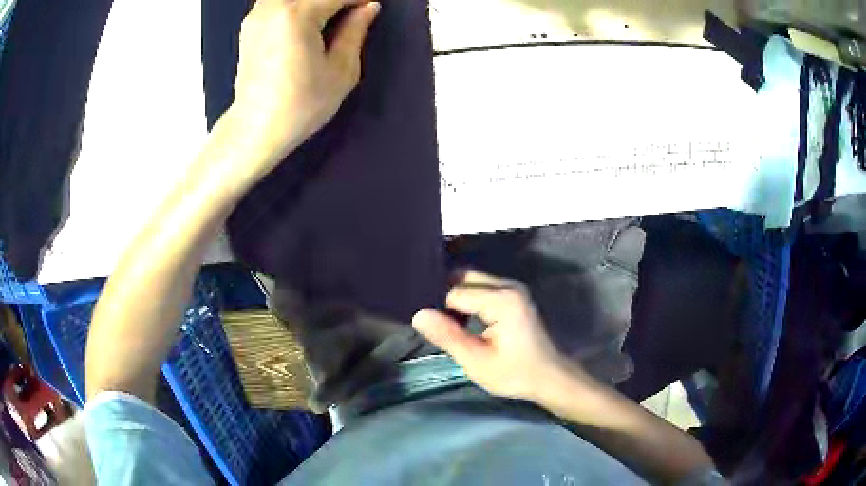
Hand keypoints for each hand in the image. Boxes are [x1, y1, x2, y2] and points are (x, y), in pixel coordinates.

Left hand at [231, 0, 379, 172]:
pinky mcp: (249, 25)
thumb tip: (369, 7)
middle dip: (337, 0)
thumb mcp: (341, 71)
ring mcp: (257, 14)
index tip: (372, 7)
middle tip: (352, 13)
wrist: (256, 129)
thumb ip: (355, 31)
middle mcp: (273, 6)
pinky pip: (278, 1)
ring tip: (330, 17)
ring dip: (315, 3)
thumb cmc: (301, 105)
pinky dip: (297, 5)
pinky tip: (307, 19)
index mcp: (297, 15)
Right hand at [413, 271, 589, 402]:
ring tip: (447, 325)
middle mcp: (508, 285)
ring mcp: (513, 289)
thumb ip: (447, 336)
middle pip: (464, 278)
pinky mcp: (514, 296)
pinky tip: (463, 322)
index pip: (454, 292)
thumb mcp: (476, 361)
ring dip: (457, 299)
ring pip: (472, 281)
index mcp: (501, 299)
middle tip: (435, 324)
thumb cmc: (515, 373)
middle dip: (445, 297)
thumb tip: (418, 314)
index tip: (431, 329)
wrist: (549, 377)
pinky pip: (482, 288)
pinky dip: (469, 301)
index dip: (438, 309)